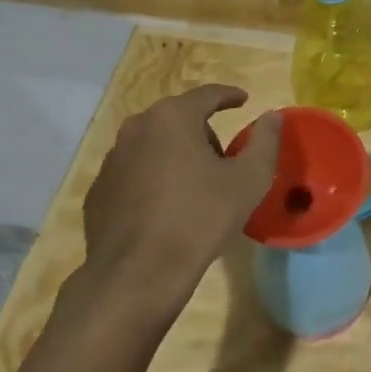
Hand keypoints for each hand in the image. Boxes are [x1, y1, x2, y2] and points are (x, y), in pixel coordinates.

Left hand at [74, 85, 280, 322]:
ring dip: (176, 155)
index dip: (229, 96)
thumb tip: (272, 116)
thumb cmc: (199, 219)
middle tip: (223, 160)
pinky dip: (152, 179)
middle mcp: (136, 129)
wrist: (137, 276)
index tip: (244, 100)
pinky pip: (134, 172)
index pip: (207, 94)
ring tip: (194, 187)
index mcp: (173, 118)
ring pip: (154, 145)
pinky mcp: (99, 190)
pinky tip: (166, 208)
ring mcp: (112, 160)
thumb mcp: (248, 180)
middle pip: (179, 118)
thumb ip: (265, 141)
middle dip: (203, 132)